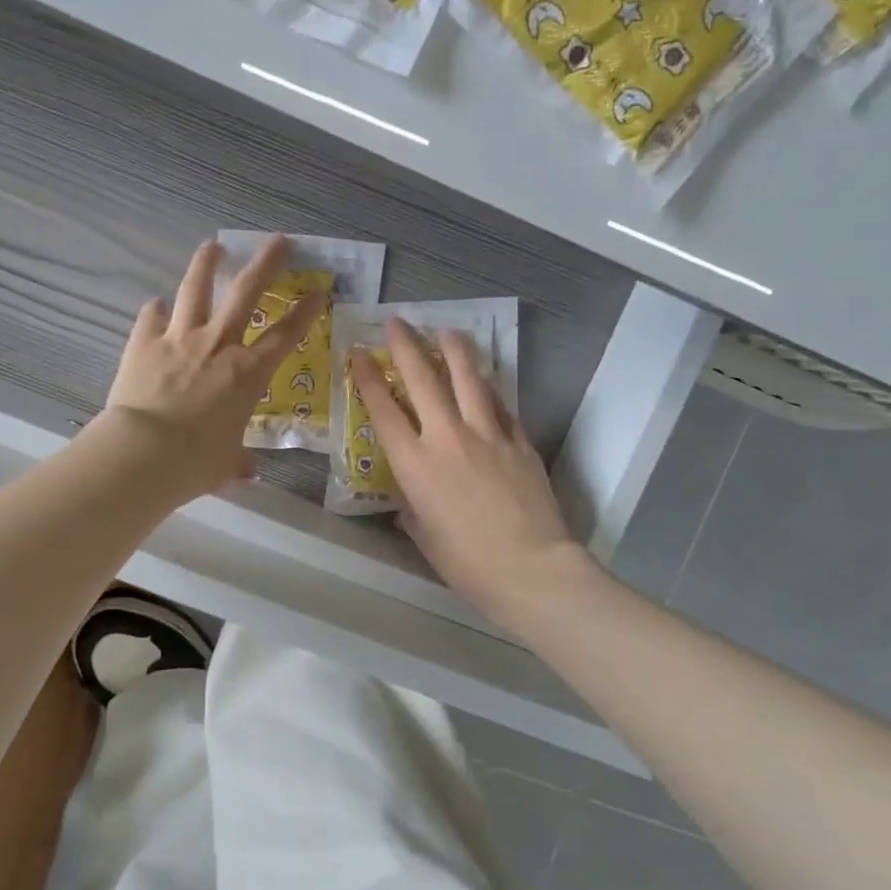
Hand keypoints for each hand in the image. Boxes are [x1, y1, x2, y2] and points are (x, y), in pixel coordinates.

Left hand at [100, 236, 323, 500]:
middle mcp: (218, 345)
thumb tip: (246, 470)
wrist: (144, 453)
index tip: (318, 292)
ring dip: (206, 264)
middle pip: (246, 292)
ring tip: (214, 246)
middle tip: (277, 241)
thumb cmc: (195, 462)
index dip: (305, 312)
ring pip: (196, 288)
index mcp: (248, 374)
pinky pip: (151, 316)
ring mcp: (179, 338)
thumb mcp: (226, 464)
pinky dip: (156, 310)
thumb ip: (238, 460)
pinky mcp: (144, 342)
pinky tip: (157, 305)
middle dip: (265, 263)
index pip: (285, 336)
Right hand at [350, 317, 584, 631]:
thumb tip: (411, 501)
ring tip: (446, 330)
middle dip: (407, 345)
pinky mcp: (520, 440)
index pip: (383, 409)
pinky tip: (484, 379)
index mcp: (415, 464)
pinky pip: (501, 404)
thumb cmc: (467, 563)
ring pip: (468, 378)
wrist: (531, 568)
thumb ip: (412, 511)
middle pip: (423, 378)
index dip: (367, 377)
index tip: (359, 352)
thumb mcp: (424, 537)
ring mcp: (488, 434)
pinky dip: (488, 388)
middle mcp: (447, 437)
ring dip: (454, 350)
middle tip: (398, 321)